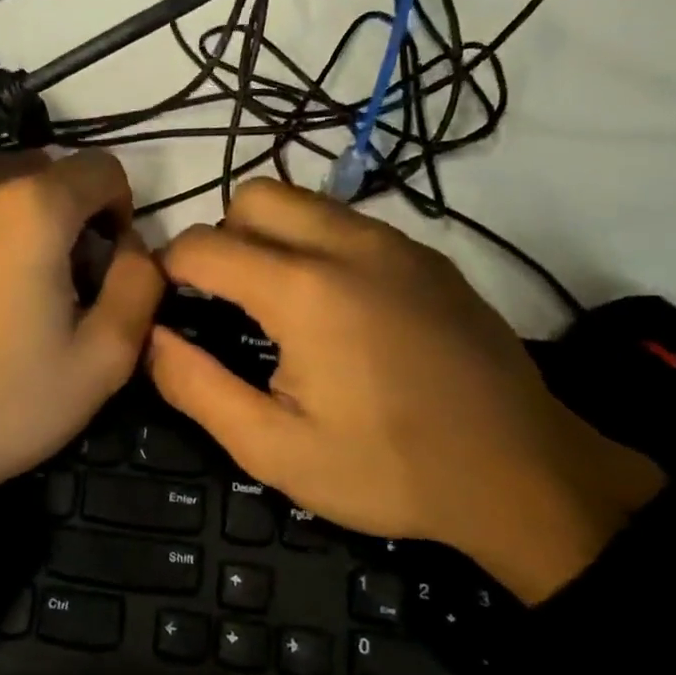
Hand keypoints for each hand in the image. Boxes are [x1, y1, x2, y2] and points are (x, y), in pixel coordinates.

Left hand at [0, 151, 163, 528]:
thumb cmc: (4, 408)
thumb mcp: (103, 360)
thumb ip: (139, 284)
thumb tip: (132, 245)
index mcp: (30, 210)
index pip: (99, 167)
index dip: (119, 209)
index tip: (105, 260)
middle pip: (39, 170)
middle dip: (65, 210)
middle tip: (59, 277)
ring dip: (11, 219)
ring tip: (4, 285)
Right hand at [148, 180, 663, 602]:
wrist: (525, 476)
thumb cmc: (389, 469)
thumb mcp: (273, 449)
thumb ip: (195, 387)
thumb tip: (150, 337)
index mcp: (303, 290)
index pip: (202, 244)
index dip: (167, 272)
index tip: (167, 310)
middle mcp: (348, 244)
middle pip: (252, 197)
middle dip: (220, 239)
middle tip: (225, 305)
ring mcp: (397, 243)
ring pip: (303, 202)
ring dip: (269, 239)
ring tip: (276, 308)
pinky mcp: (429, 257)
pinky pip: (349, 224)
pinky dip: (317, 246)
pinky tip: (336, 313)